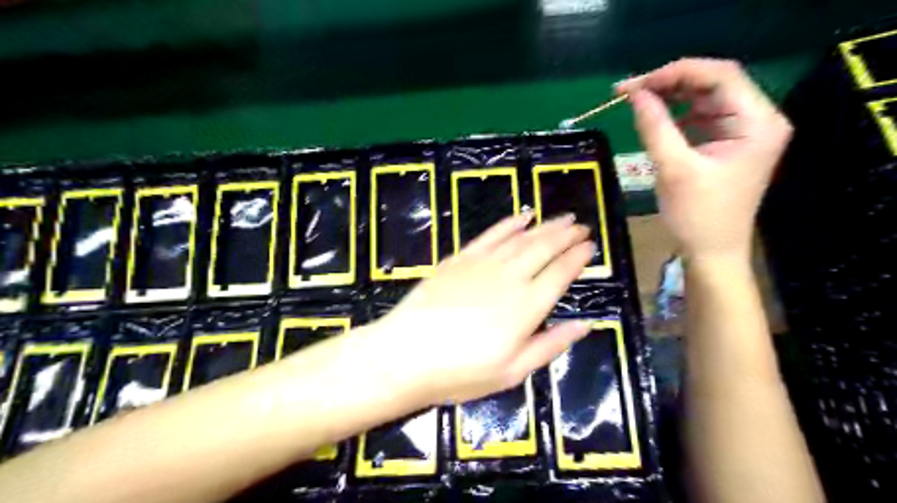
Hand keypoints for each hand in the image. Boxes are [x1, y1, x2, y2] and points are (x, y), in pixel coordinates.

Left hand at [374, 211, 592, 404]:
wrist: (406, 354)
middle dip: (566, 234)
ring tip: (562, 218)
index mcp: (527, 306)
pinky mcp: (460, 259)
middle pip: (544, 248)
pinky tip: (522, 216)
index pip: (560, 273)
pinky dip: (509, 223)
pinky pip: (491, 235)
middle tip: (581, 225)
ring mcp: (482, 264)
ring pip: (521, 238)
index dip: (578, 257)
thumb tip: (585, 325)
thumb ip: (551, 345)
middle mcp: (509, 277)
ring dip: (545, 225)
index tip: (591, 246)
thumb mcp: (512, 371)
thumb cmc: (461, 372)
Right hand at [618, 58, 790, 260]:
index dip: (675, 73)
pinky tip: (655, 120)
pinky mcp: (728, 144)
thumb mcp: (673, 169)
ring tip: (637, 102)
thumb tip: (634, 94)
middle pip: (713, 83)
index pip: (720, 75)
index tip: (635, 84)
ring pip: (705, 98)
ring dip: (671, 97)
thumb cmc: (698, 216)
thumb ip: (655, 126)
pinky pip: (701, 117)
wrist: (712, 252)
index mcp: (757, 122)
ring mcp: (743, 131)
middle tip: (630, 91)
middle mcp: (757, 119)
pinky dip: (677, 115)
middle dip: (670, 83)